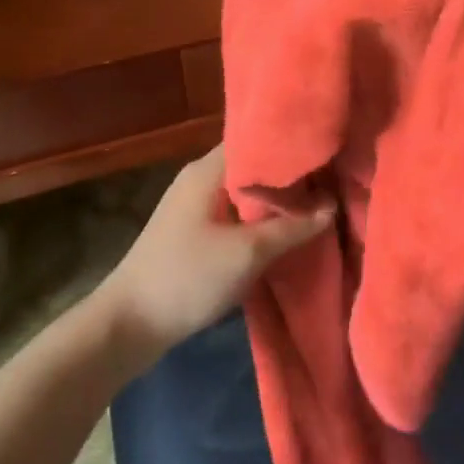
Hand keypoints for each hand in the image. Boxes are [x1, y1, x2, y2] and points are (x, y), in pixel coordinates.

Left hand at [94, 147, 333, 369]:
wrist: (130, 324)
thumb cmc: (188, 277)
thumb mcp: (247, 253)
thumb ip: (292, 227)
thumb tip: (331, 205)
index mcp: (207, 169)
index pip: (255, 138)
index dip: (290, 144)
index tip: (327, 151)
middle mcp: (200, 179)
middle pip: (252, 166)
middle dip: (289, 176)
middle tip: (333, 181)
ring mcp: (194, 206)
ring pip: (245, 193)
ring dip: (275, 202)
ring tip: (318, 205)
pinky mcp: (193, 232)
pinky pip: (235, 214)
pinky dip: (260, 220)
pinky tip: (285, 232)